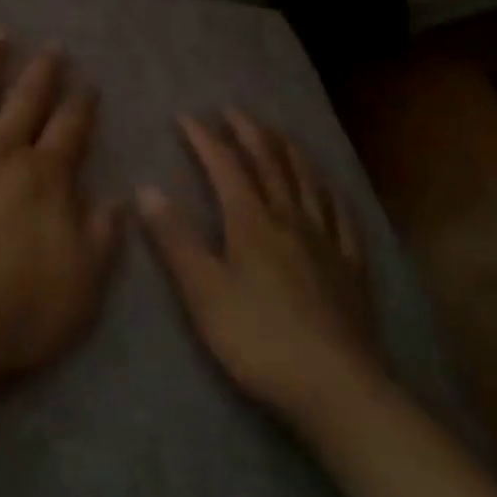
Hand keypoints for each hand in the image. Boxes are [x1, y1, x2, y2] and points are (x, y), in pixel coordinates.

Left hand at [0, 35, 121, 380]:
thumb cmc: (16, 308)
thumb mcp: (84, 282)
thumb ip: (102, 237)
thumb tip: (119, 199)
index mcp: (46, 175)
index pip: (72, 128)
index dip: (83, 104)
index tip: (89, 84)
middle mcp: (3, 148)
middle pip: (28, 99)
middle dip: (43, 72)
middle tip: (52, 47)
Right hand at [139, 110, 378, 419]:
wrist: (335, 386)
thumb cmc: (258, 340)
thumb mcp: (204, 292)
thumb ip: (175, 239)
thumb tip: (146, 189)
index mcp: (251, 222)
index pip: (226, 166)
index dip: (205, 139)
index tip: (186, 116)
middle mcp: (290, 219)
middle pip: (270, 163)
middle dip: (249, 132)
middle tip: (233, 110)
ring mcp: (326, 240)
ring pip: (307, 181)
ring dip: (289, 150)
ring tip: (278, 132)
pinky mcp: (351, 266)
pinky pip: (342, 217)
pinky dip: (330, 193)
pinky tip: (329, 189)